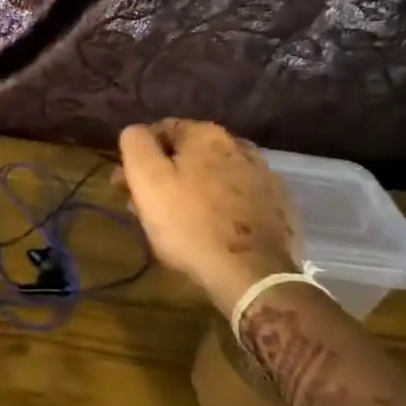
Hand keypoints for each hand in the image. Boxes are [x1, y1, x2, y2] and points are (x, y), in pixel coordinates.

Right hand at [116, 119, 300, 313]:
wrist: (252, 275)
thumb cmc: (189, 224)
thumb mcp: (147, 180)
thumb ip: (136, 144)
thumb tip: (135, 131)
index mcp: (206, 134)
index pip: (160, 130)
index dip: (138, 156)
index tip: (126, 184)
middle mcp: (239, 145)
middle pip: (189, 154)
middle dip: (165, 174)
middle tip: (147, 206)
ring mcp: (264, 176)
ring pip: (213, 176)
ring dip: (193, 189)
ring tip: (178, 221)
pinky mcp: (278, 206)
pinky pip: (237, 197)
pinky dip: (221, 206)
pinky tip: (212, 229)